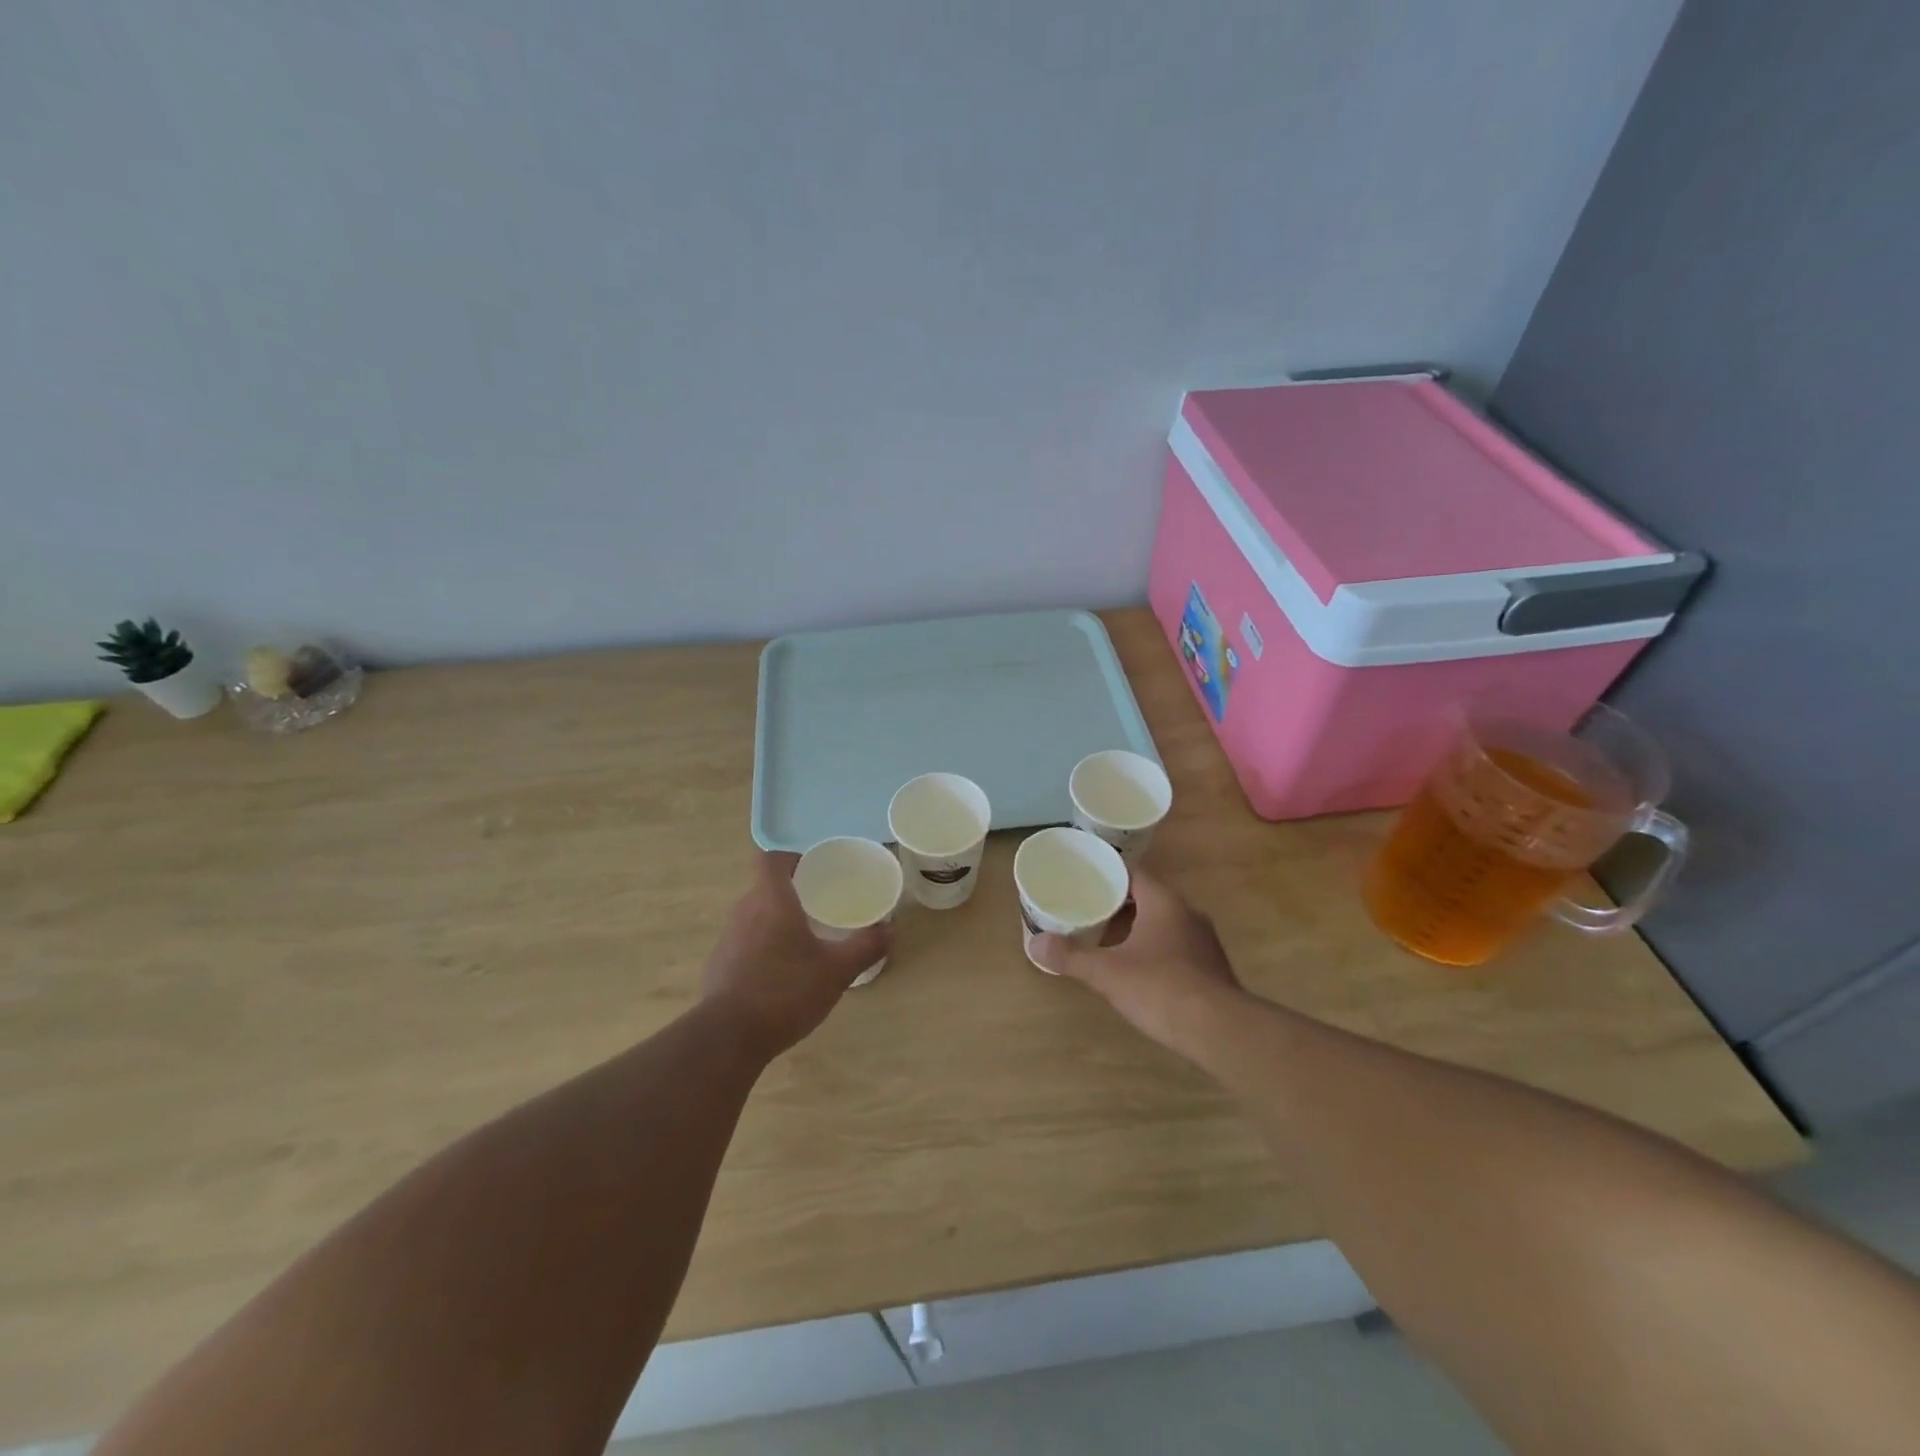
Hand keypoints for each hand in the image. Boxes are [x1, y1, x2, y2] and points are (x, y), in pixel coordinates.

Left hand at [700, 851, 890, 1057]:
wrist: (727, 1038)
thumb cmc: (785, 991)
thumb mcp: (836, 971)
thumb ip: (865, 947)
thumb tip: (890, 930)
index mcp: (772, 900)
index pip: (773, 858)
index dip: (793, 858)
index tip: (815, 870)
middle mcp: (744, 911)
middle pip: (765, 887)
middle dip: (791, 892)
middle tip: (819, 907)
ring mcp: (727, 939)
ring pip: (754, 916)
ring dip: (775, 922)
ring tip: (803, 941)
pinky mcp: (718, 966)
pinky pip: (743, 944)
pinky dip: (761, 949)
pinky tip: (780, 975)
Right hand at [1032, 870, 1243, 1060]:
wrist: (1221, 1031)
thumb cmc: (1161, 988)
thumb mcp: (1107, 973)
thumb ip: (1072, 956)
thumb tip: (1035, 943)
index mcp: (1164, 902)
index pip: (1134, 873)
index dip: (1109, 874)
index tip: (1085, 879)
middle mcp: (1188, 914)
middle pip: (1148, 898)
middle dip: (1119, 904)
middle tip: (1088, 910)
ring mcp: (1204, 942)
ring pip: (1163, 924)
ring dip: (1137, 929)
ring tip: (1107, 940)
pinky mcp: (1211, 969)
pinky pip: (1176, 948)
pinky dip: (1154, 951)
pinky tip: (1137, 971)